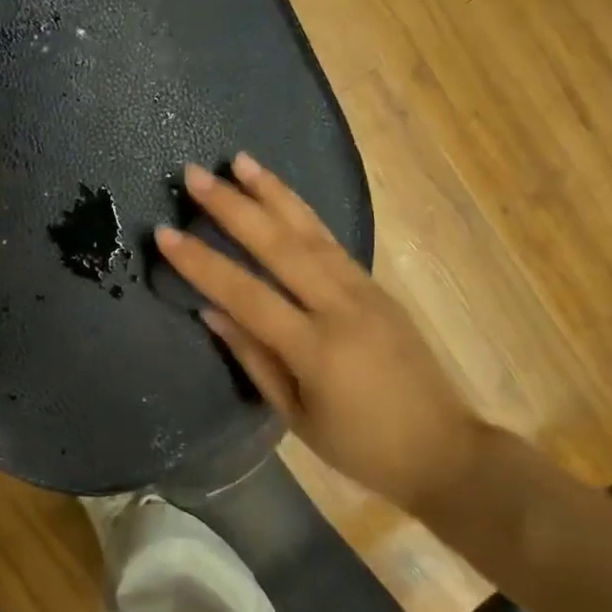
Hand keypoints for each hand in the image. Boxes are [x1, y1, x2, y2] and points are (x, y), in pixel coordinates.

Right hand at [155, 154, 483, 508]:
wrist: (446, 450)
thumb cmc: (362, 447)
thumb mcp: (298, 416)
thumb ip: (254, 358)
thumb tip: (212, 311)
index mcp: (316, 349)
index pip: (247, 295)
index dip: (202, 263)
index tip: (164, 233)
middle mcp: (342, 308)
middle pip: (280, 246)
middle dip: (233, 207)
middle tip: (195, 174)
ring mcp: (364, 291)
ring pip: (311, 231)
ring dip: (272, 192)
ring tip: (239, 161)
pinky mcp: (377, 287)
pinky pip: (331, 241)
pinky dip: (301, 212)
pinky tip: (280, 195)